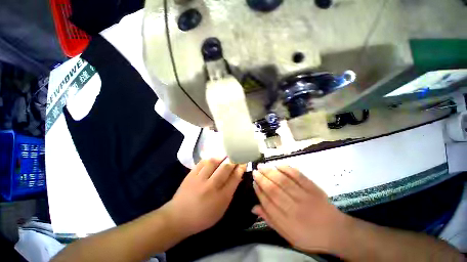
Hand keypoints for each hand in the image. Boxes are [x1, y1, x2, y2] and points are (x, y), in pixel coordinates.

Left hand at [163, 157, 245, 236]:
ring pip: (213, 162)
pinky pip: (202, 163)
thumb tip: (237, 178)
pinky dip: (209, 159)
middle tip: (236, 157)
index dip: (240, 169)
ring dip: (221, 157)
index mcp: (221, 197)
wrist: (178, 218)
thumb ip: (230, 193)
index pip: (234, 178)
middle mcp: (211, 186)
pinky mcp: (191, 175)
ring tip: (225, 156)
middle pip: (225, 168)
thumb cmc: (203, 217)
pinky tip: (212, 160)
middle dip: (233, 160)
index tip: (243, 162)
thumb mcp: (221, 209)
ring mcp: (200, 179)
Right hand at [252, 165, 346, 252]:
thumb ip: (270, 220)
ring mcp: (305, 197)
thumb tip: (254, 207)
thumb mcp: (288, 235)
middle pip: (274, 190)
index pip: (268, 204)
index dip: (259, 192)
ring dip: (271, 172)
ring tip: (262, 166)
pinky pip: (298, 176)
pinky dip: (287, 169)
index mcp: (288, 223)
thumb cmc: (309, 236)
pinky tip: (278, 165)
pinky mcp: (314, 188)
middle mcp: (295, 209)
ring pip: (284, 182)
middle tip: (255, 171)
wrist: (336, 231)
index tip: (253, 182)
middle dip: (262, 179)